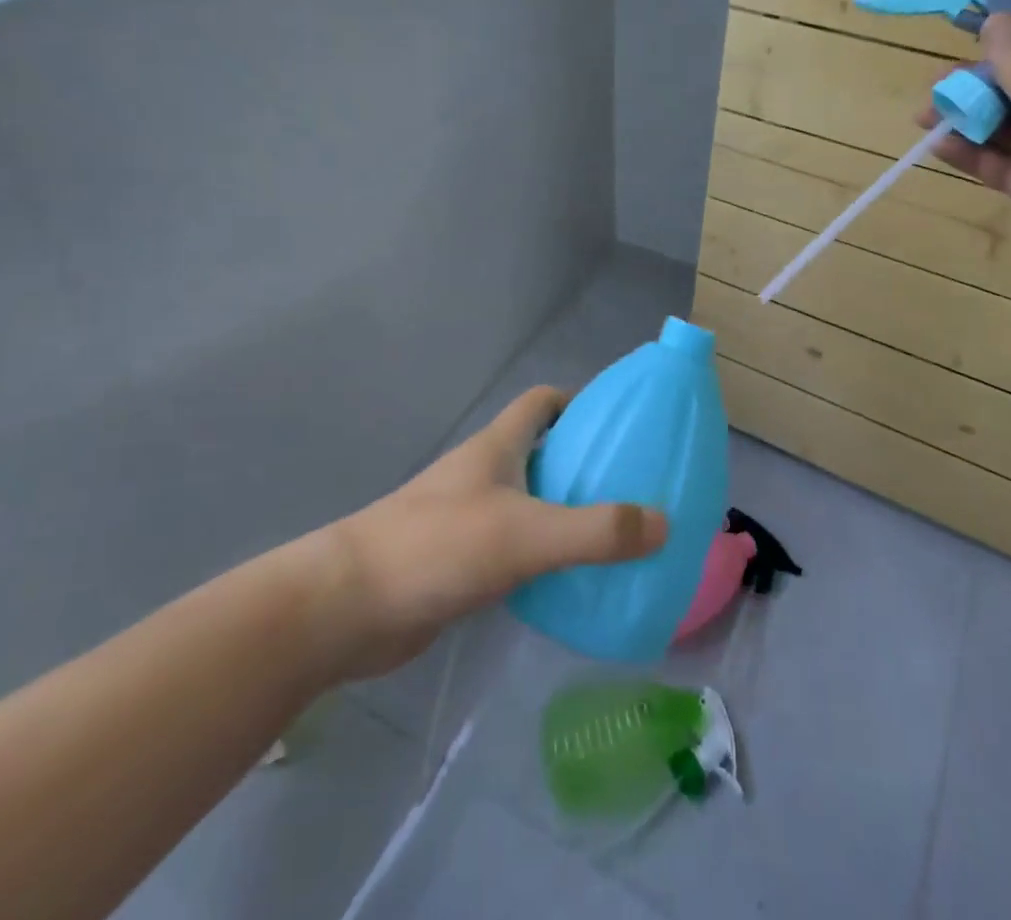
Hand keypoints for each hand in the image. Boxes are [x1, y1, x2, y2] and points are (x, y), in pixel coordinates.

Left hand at [312, 387, 668, 680]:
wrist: (346, 608)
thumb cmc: (436, 548)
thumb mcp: (525, 534)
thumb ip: (595, 530)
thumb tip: (664, 523)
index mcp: (497, 447)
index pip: (542, 402)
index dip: (579, 403)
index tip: (619, 425)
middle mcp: (483, 474)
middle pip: (541, 452)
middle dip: (583, 463)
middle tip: (633, 488)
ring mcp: (468, 518)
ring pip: (529, 502)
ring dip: (566, 512)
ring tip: (615, 536)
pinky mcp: (459, 562)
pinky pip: (514, 547)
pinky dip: (543, 556)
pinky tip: (570, 582)